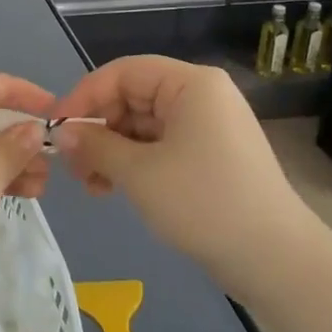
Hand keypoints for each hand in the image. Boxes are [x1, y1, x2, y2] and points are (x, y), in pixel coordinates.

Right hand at [49, 56, 316, 290]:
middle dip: (99, 128)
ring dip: (112, 150)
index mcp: (190, 84)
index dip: (85, 96)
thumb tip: (65, 132)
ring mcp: (208, 126)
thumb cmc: (203, 203)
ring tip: (90, 185)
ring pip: (144, 125)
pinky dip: (135, 162)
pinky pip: (162, 146)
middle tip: (73, 165)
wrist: (275, 260)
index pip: (124, 72)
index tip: (57, 128)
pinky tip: (113, 189)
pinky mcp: (210, 155)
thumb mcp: (139, 173)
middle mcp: (201, 95)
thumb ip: (96, 145)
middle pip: (133, 97)